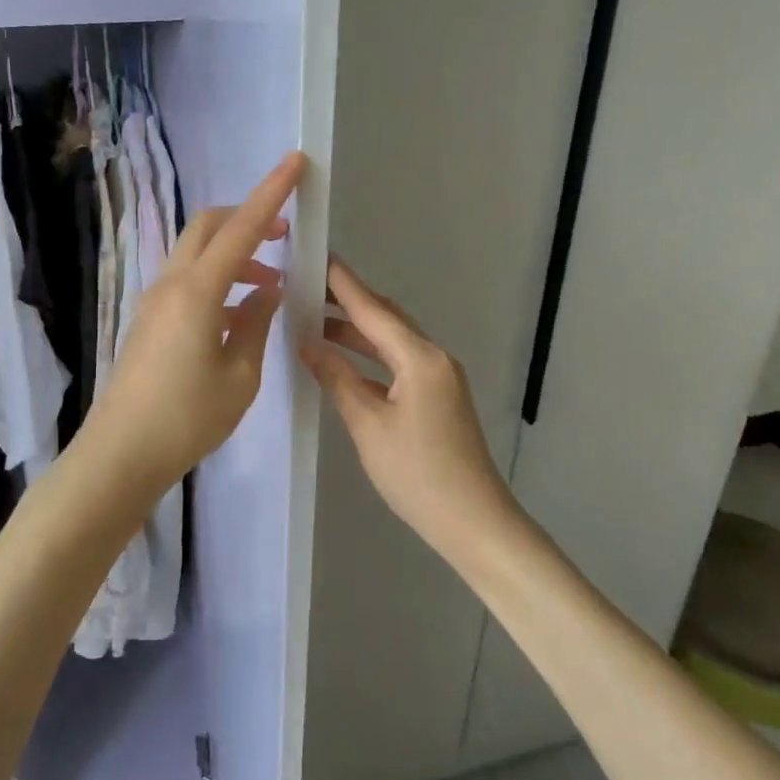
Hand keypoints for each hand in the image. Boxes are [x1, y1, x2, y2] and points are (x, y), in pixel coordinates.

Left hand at [78, 152, 306, 500]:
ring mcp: (155, 299)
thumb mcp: (240, 376)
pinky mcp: (149, 317)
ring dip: (235, 252)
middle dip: (249, 217)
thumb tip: (265, 292)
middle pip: (209, 225)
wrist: (121, 452)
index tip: (296, 162)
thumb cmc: (187, 418)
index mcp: (198, 291)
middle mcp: (172, 283)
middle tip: (284, 235)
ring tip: (270, 284)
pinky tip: (239, 311)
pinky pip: (188, 277)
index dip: (272, 193)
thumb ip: (256, 324)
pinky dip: (218, 276)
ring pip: (197, 251)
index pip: (242, 228)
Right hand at [301, 256, 514, 560]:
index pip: (372, 309)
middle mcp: (433, 357)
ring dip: (356, 331)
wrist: (474, 522)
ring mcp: (438, 377)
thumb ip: (337, 378)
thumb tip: (308, 343)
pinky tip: (342, 361)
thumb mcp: (368, 425)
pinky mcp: (437, 396)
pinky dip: (369, 357)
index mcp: (419, 357)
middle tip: (306, 288)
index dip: (342, 283)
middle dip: (347, 302)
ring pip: (391, 341)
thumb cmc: (418, 474)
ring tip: (313, 321)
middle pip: (385, 318)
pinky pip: (398, 362)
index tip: (315, 257)